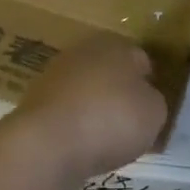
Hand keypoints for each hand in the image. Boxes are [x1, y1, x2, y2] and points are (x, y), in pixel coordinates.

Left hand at [8, 35, 167, 187]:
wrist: (49, 142)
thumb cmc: (111, 118)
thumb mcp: (154, 111)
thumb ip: (153, 100)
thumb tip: (143, 98)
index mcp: (115, 44)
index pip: (141, 59)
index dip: (151, 82)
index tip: (154, 107)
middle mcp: (82, 51)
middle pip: (110, 72)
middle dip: (120, 93)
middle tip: (133, 123)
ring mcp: (54, 75)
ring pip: (86, 91)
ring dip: (96, 109)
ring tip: (108, 139)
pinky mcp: (36, 101)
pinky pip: (67, 112)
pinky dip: (76, 125)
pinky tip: (83, 145)